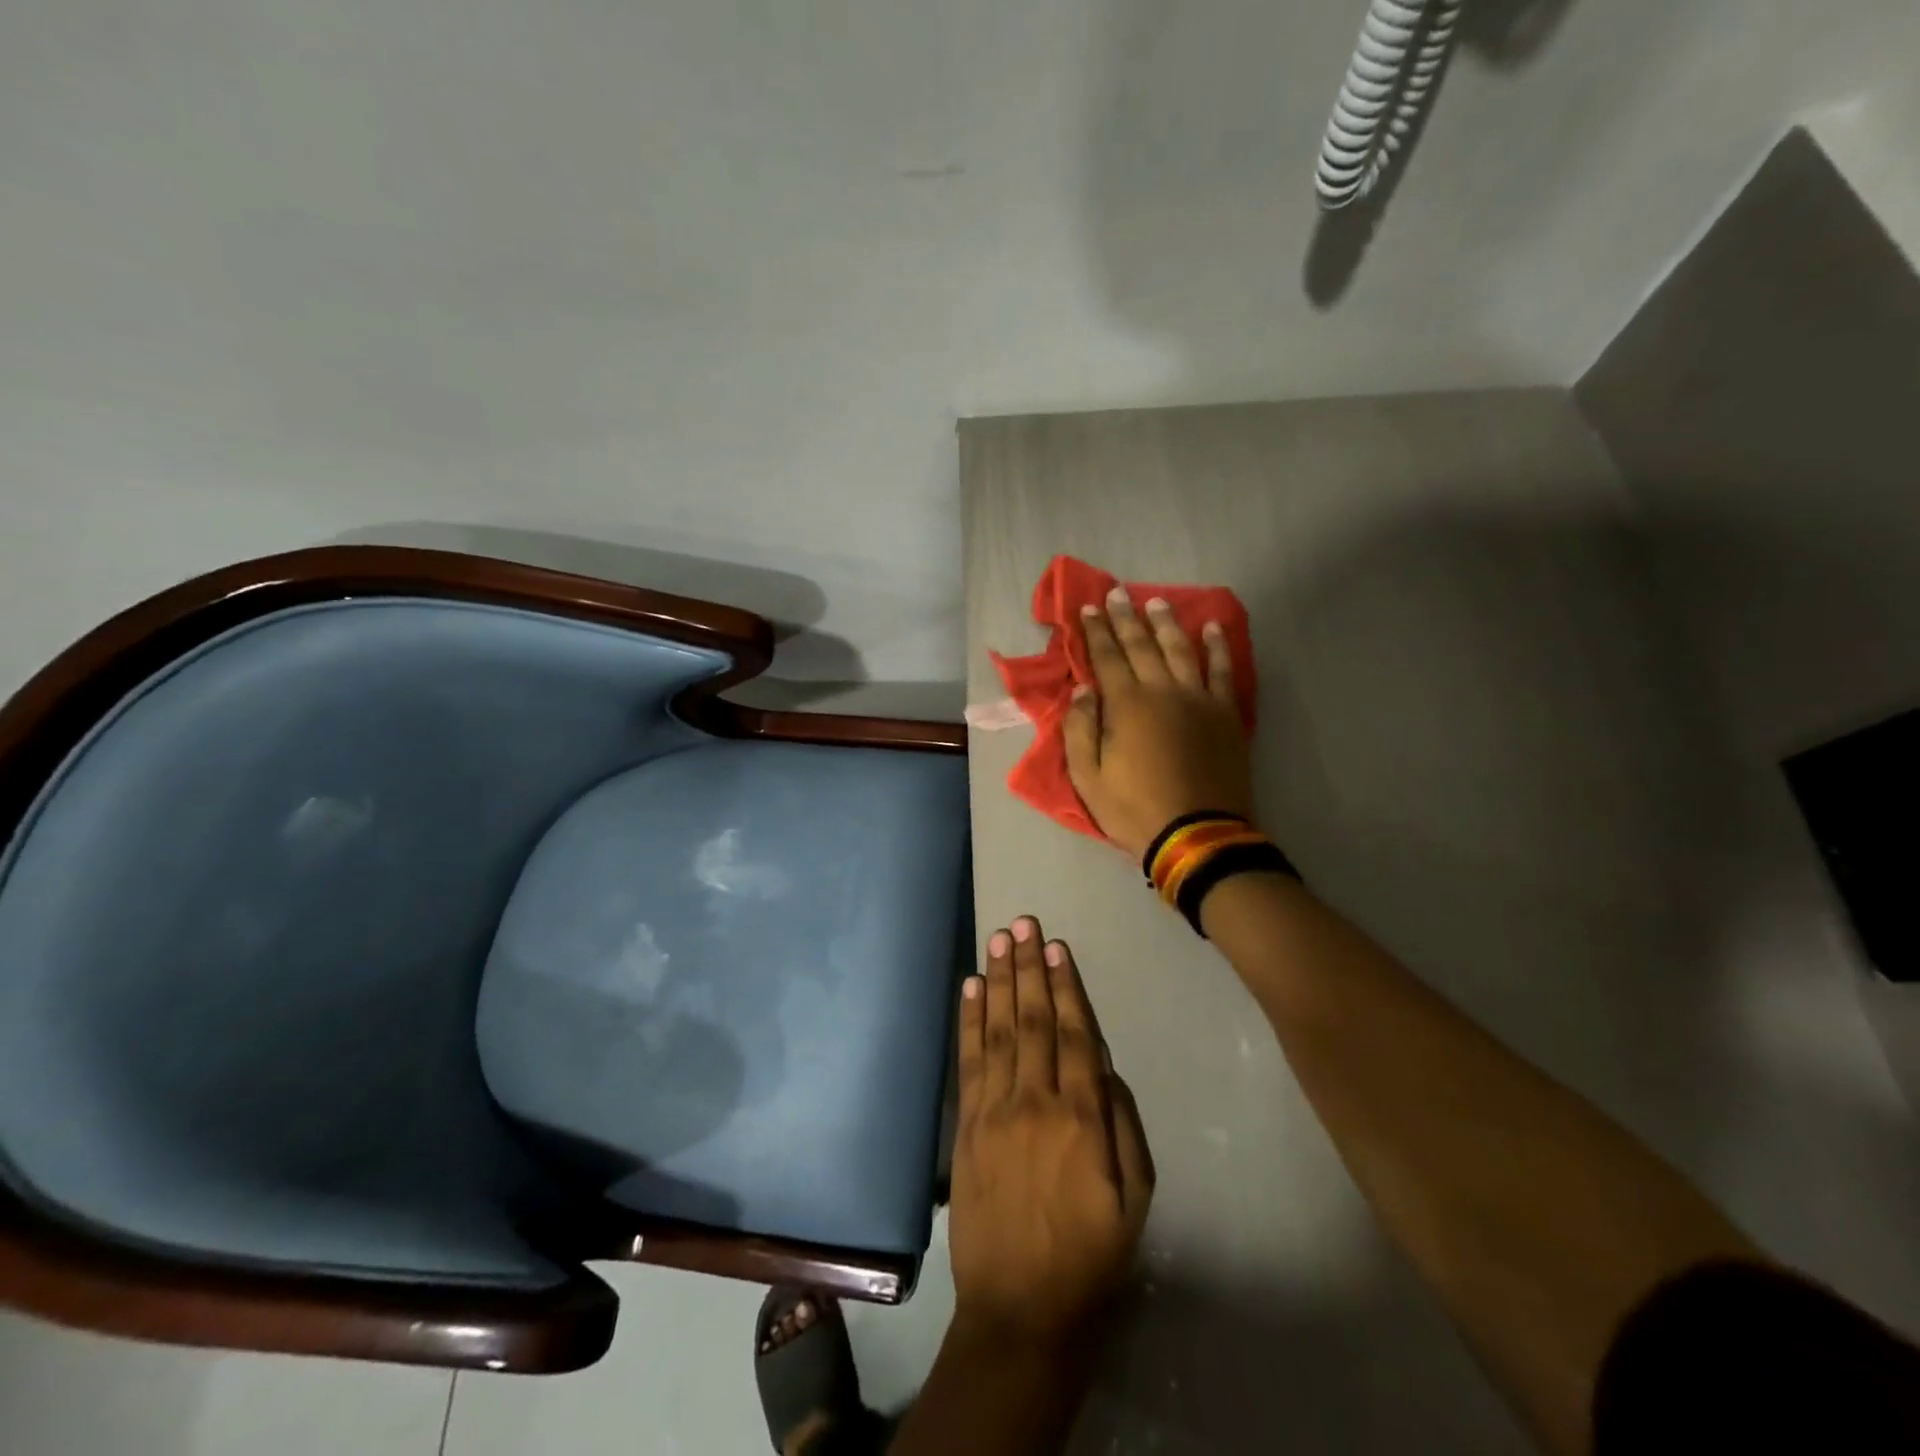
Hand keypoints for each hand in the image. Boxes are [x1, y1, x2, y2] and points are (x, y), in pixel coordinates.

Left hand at [949, 916, 1154, 1347]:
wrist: (1022, 1311)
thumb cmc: (1092, 1255)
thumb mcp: (1136, 1198)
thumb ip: (1124, 1124)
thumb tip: (1105, 1067)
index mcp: (1082, 1118)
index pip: (1073, 1034)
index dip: (1064, 986)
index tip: (1055, 946)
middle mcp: (1036, 1102)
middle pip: (1032, 1020)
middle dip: (1027, 967)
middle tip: (1022, 922)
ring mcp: (995, 1111)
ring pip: (998, 1030)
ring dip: (998, 981)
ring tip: (998, 939)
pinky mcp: (966, 1126)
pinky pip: (969, 1062)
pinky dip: (969, 1021)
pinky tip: (970, 988)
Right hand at [1064, 587, 1253, 857]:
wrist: (1197, 835)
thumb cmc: (1134, 809)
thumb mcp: (1087, 778)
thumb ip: (1079, 730)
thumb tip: (1083, 691)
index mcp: (1127, 705)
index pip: (1107, 657)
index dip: (1096, 631)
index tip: (1089, 608)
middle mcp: (1163, 691)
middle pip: (1142, 645)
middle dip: (1126, 617)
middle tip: (1118, 593)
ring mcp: (1199, 699)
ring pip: (1181, 649)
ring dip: (1167, 623)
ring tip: (1157, 602)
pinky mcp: (1225, 714)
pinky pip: (1224, 671)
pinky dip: (1219, 647)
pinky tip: (1214, 628)